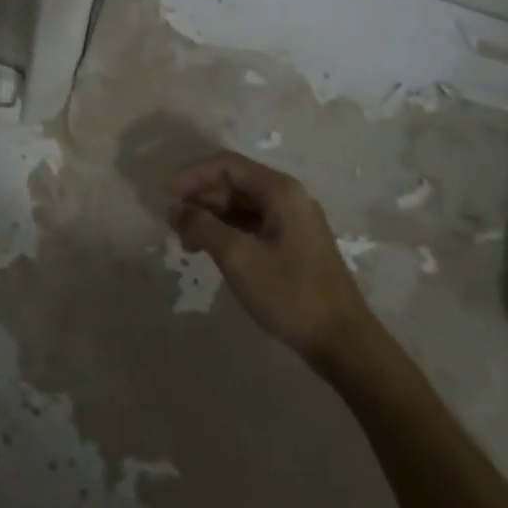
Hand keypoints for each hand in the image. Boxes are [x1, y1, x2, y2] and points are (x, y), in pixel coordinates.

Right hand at [167, 151, 376, 361]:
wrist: (343, 342)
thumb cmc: (290, 293)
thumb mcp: (237, 257)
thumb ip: (202, 226)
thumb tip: (175, 209)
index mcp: (280, 190)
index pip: (227, 165)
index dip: (192, 175)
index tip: (164, 194)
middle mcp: (289, 196)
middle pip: (235, 182)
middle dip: (201, 197)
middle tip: (174, 223)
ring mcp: (295, 220)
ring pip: (243, 204)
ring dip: (212, 216)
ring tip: (188, 241)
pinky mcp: (295, 243)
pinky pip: (254, 223)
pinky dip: (229, 231)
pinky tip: (212, 251)